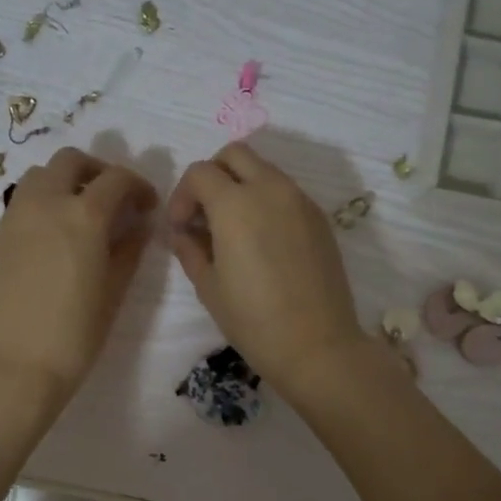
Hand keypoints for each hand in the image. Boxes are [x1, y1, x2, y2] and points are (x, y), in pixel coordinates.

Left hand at [0, 147, 157, 410]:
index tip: (147, 207)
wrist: (15, 365)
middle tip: (113, 199)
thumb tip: (138, 225)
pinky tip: (55, 233)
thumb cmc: (75, 334)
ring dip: (65, 180)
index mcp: (84, 215)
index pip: (117, 179)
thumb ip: (129, 250)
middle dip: (98, 171)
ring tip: (80, 211)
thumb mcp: (114, 292)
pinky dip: (43, 199)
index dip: (138, 186)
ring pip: (41, 174)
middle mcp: (47, 202)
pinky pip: (23, 198)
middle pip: (72, 160)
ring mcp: (16, 215)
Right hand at [166, 142, 369, 402]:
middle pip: (235, 154)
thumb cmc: (253, 320)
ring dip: (241, 186)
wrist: (317, 345)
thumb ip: (189, 249)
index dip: (182, 195)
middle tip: (205, 214)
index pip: (200, 172)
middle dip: (213, 175)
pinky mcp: (319, 218)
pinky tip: (263, 242)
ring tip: (233, 230)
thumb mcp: (208, 287)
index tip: (180, 227)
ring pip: (264, 170)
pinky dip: (267, 201)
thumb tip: (182, 232)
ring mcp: (300, 201)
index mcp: (235, 204)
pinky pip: (286, 192)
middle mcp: (270, 189)